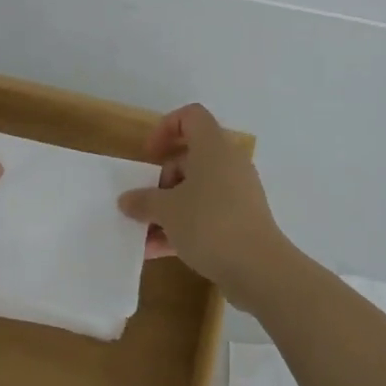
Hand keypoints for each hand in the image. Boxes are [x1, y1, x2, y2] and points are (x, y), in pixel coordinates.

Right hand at [118, 103, 288, 310]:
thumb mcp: (167, 210)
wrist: (258, 269)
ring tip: (144, 234)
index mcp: (213, 148)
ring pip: (196, 190)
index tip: (149, 155)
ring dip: (168, 208)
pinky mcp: (241, 220)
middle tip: (145, 202)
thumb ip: (143, 201)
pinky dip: (183, 226)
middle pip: (190, 157)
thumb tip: (127, 200)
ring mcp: (237, 193)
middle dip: (162, 180)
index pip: (191, 116)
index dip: (166, 128)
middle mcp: (228, 164)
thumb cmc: (209, 224)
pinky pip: (206, 214)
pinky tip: (158, 251)